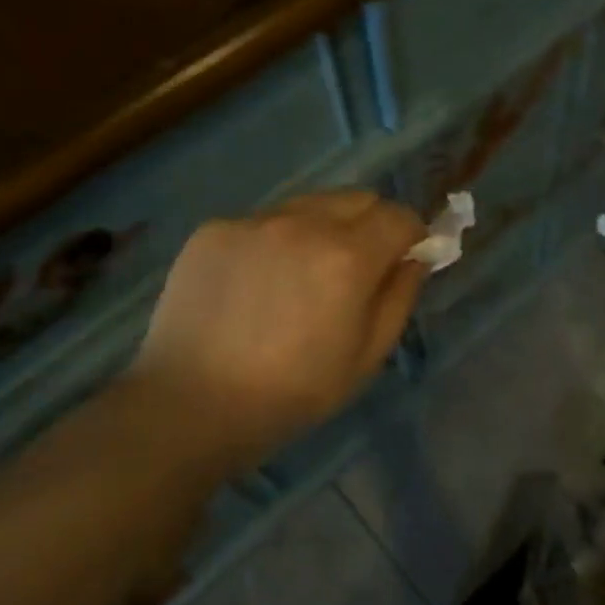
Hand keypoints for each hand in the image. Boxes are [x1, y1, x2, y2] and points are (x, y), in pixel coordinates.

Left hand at [125, 191, 428, 474]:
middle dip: (371, 224)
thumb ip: (400, 297)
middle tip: (356, 268)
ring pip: (310, 205)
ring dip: (323, 228)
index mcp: (348, 256)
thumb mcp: (366, 357)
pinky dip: (276, 240)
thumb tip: (415, 258)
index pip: (399, 216)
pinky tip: (256, 284)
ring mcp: (254, 221)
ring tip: (302, 276)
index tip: (404, 259)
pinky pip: (264, 221)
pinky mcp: (215, 229)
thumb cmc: (291, 393)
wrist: (190, 405)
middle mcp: (303, 222)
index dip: (411, 236)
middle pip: (358, 199)